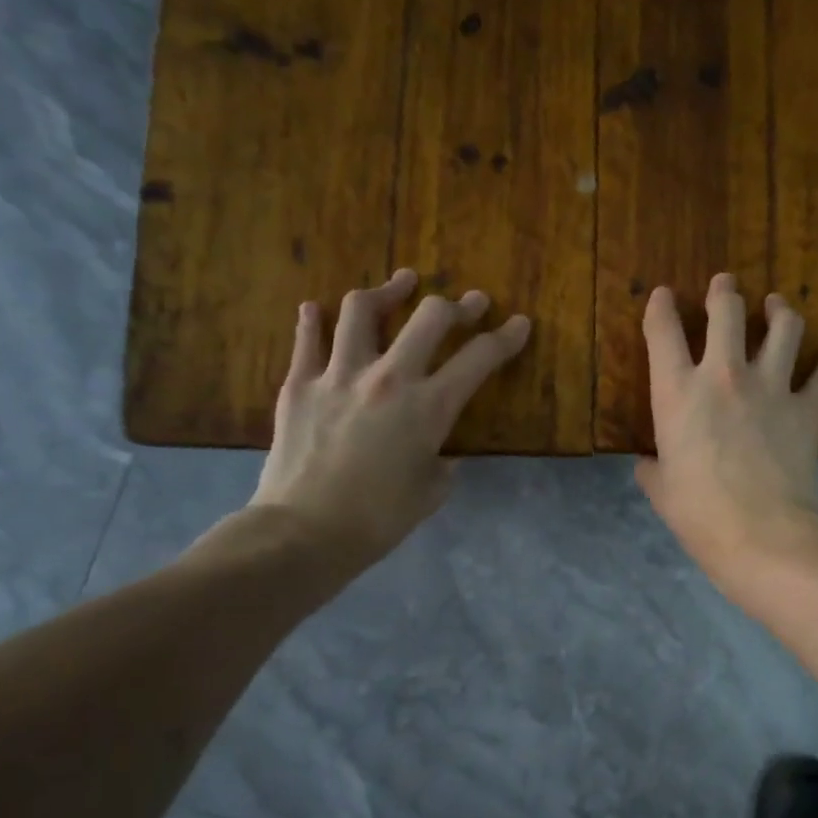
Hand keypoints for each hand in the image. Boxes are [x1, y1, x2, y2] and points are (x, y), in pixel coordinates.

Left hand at [242, 269, 529, 580]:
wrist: (305, 532)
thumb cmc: (379, 519)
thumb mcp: (432, 490)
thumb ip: (441, 458)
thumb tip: (437, 448)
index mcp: (429, 407)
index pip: (479, 358)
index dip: (506, 337)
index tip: (519, 323)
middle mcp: (388, 378)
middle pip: (429, 317)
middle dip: (457, 305)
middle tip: (468, 303)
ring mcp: (338, 375)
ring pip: (361, 310)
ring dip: (387, 292)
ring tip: (399, 286)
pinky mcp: (298, 384)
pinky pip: (307, 338)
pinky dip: (315, 320)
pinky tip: (318, 311)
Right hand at [635, 273, 817, 598]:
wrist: (761, 533)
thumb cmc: (699, 514)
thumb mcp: (661, 491)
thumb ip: (653, 468)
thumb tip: (648, 464)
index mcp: (677, 392)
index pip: (663, 332)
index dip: (660, 307)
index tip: (662, 295)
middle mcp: (724, 375)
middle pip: (728, 310)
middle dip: (724, 291)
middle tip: (725, 285)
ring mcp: (771, 387)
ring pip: (784, 327)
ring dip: (780, 310)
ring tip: (778, 305)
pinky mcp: (808, 408)